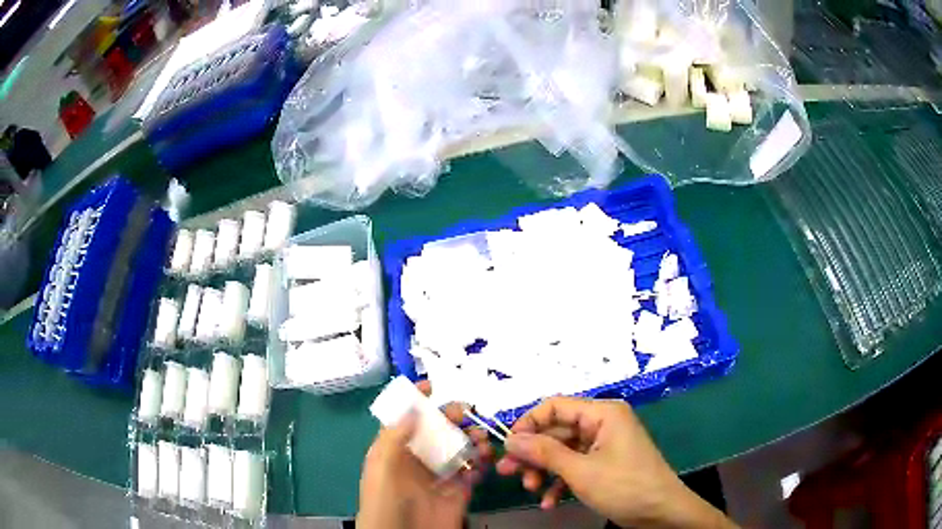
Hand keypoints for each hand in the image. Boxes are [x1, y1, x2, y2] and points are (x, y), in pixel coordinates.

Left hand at [356, 381, 493, 528]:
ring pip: (459, 450)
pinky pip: (473, 474)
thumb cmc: (384, 501)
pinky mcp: (459, 493)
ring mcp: (440, 477)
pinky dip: (482, 464)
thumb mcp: (381, 467)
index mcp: (395, 451)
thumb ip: (394, 436)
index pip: (406, 421)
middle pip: (438, 432)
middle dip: (453, 418)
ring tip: (482, 439)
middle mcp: (418, 461)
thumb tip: (412, 406)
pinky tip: (485, 460)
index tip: (433, 385)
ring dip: (472, 440)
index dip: (417, 403)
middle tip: (467, 413)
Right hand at [497, 397, 735, 528]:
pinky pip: (575, 467)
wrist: (661, 512)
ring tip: (530, 490)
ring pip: (563, 452)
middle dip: (532, 454)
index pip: (555, 406)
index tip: (507, 447)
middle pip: (556, 432)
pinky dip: (560, 483)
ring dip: (544, 471)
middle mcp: (602, 424)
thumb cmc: (624, 486)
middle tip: (506, 472)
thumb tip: (510, 439)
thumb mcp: (581, 471)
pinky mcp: (604, 464)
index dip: (528, 424)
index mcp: (602, 413)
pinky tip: (549, 502)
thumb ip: (544, 452)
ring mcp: (604, 445)